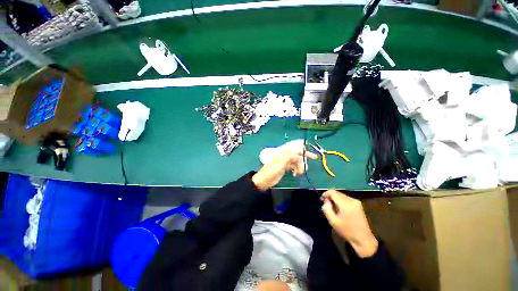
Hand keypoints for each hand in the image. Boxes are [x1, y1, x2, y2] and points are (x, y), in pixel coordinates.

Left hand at [252, 140, 317, 190]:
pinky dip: (296, 169)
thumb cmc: (271, 170)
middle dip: (305, 155)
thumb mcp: (280, 162)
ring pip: (296, 161)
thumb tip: (299, 149)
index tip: (308, 145)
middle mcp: (284, 155)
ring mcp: (285, 161)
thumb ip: (290, 154)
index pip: (292, 145)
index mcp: (282, 151)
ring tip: (299, 173)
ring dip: (300, 166)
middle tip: (314, 157)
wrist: (265, 181)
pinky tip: (295, 174)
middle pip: (296, 153)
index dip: (300, 144)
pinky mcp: (285, 167)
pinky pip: (294, 166)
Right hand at [321, 190, 377, 257]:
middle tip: (326, 204)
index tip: (321, 200)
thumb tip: (326, 201)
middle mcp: (351, 200)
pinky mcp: (359, 205)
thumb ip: (326, 208)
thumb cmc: (347, 231)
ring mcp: (356, 202)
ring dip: (335, 199)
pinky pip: (346, 198)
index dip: (325, 194)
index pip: (332, 192)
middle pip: (337, 193)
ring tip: (332, 207)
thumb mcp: (333, 221)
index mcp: (345, 203)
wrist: (364, 240)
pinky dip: (340, 201)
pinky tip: (340, 209)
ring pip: (341, 195)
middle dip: (330, 196)